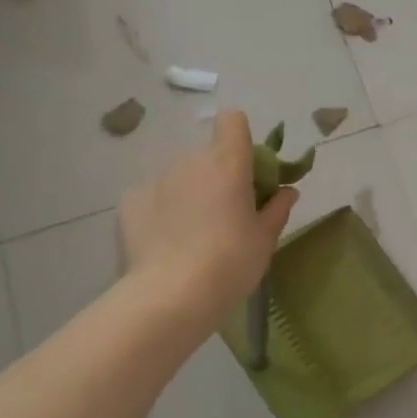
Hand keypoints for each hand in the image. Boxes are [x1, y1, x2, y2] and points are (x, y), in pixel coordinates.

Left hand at [118, 112, 298, 317]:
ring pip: (179, 175)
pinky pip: (153, 195)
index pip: (232, 121)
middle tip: (225, 211)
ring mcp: (155, 180)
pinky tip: (165, 241)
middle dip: (217, 174)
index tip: (249, 169)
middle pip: (207, 153)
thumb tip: (287, 191)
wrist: (169, 296)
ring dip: (189, 191)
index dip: (241, 137)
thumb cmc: (231, 262)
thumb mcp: (265, 239)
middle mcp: (189, 161)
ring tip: (192, 232)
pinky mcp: (129, 202)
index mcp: (227, 163)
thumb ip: (277, 209)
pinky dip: (161, 209)